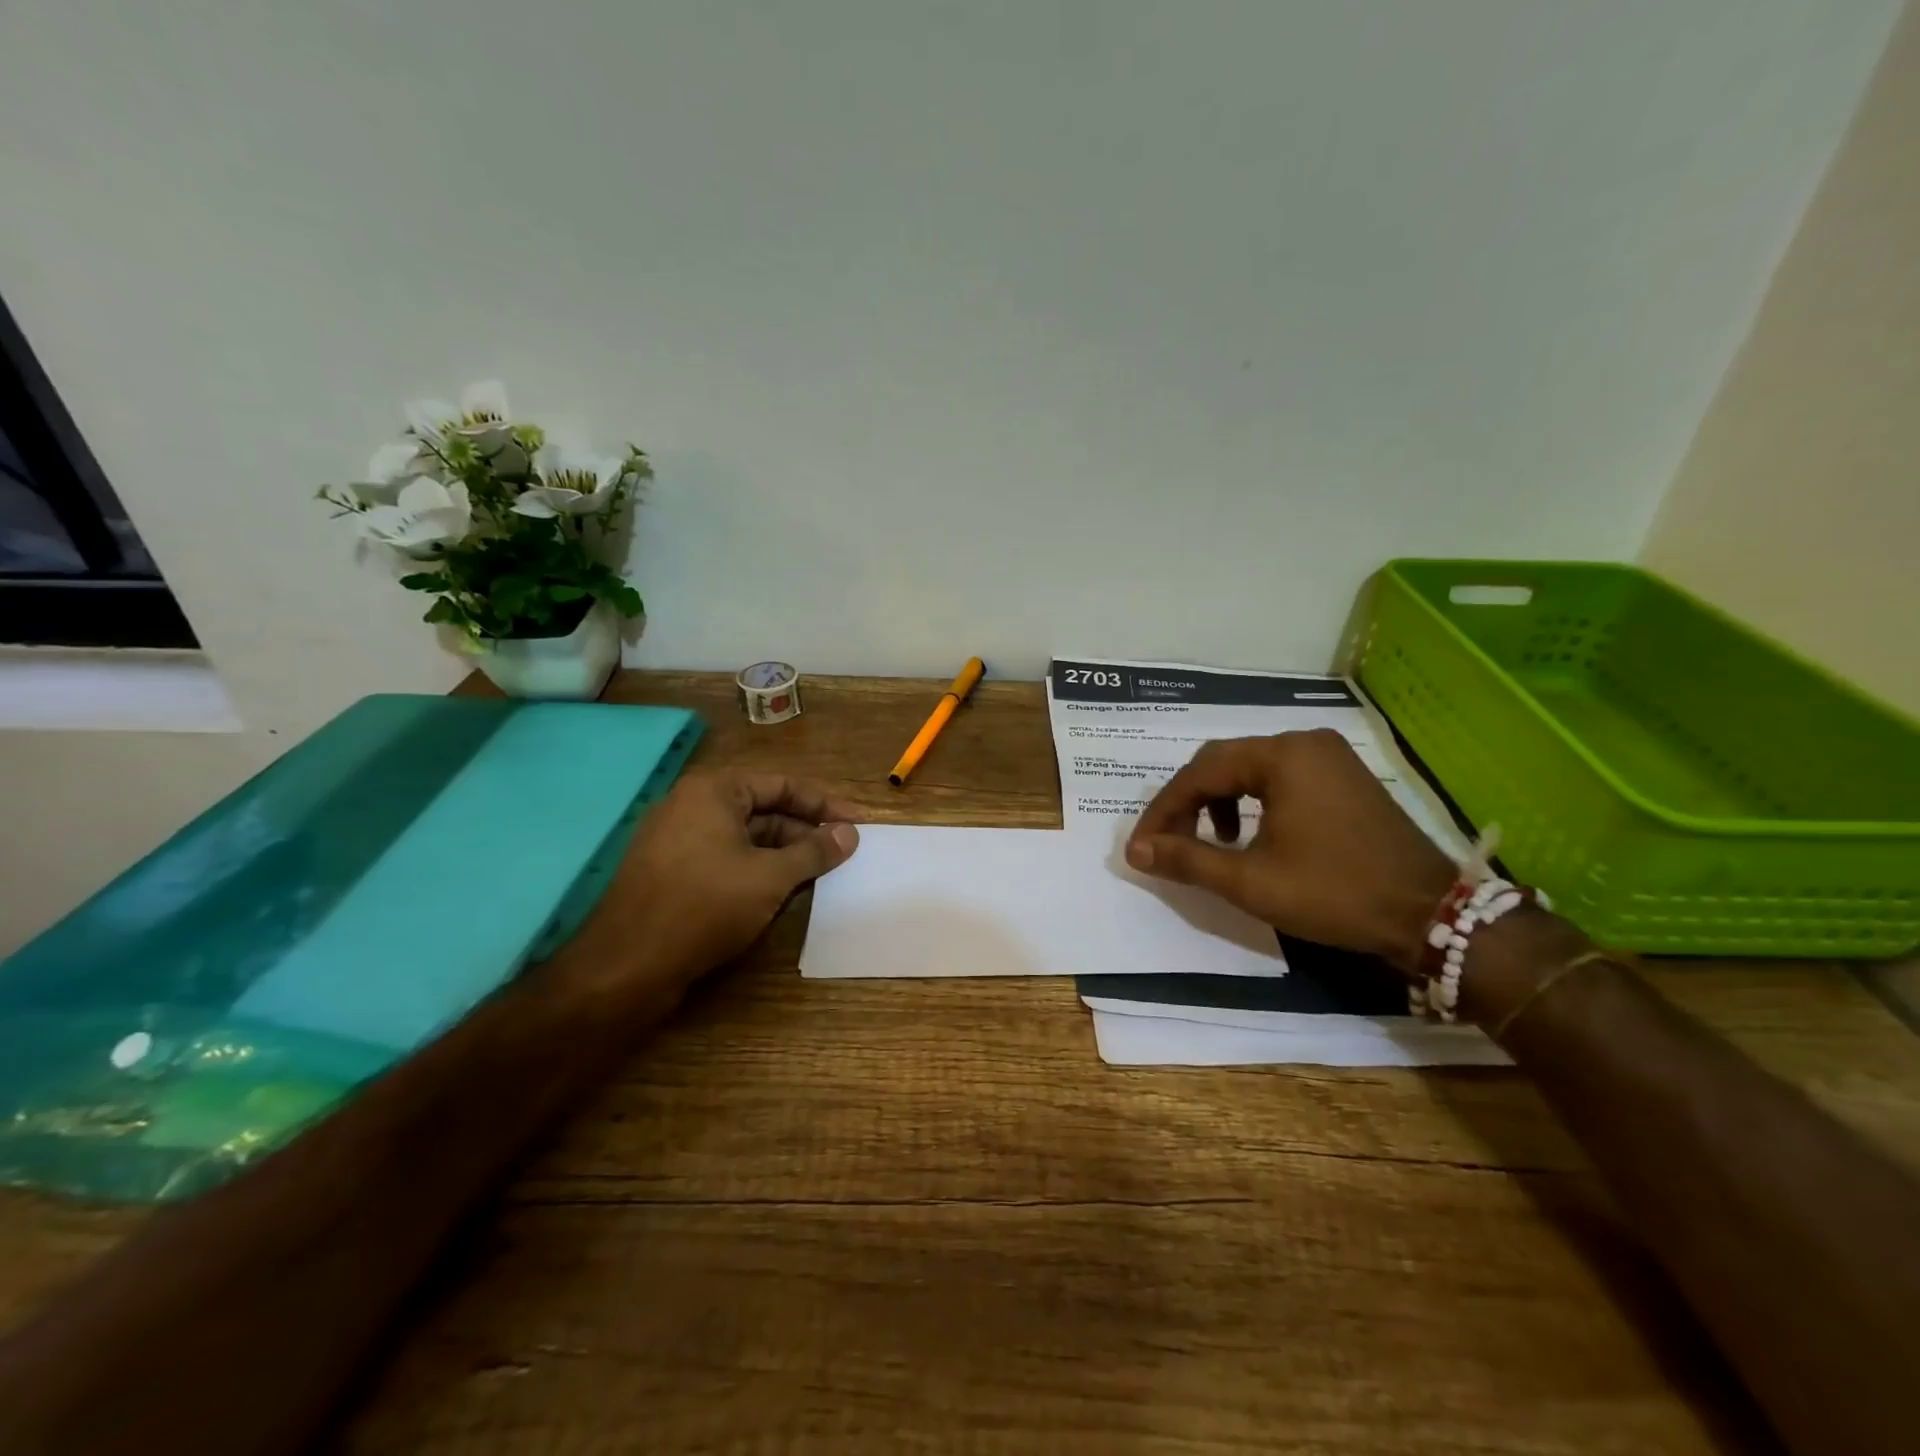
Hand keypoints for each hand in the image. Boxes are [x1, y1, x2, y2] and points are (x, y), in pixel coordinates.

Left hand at [578, 769, 859, 1002]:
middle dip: (806, 831)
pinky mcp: (673, 871)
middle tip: (845, 852)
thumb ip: (814, 851)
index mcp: (714, 790)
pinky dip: (758, 869)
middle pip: (765, 809)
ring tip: (823, 874)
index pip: (783, 784)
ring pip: (747, 837)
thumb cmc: (705, 906)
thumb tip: (849, 834)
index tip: (860, 823)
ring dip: (785, 853)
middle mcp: (693, 805)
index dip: (826, 804)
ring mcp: (679, 839)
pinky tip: (784, 891)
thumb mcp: (770, 877)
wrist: (626, 966)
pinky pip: (727, 858)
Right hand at [1125, 730, 1457, 975]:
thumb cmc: (1334, 893)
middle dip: (1188, 803)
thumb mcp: (1251, 881)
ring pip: (1250, 769)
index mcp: (1281, 757)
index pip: (1199, 774)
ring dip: (1219, 800)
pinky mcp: (1344, 775)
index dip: (1163, 811)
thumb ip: (1187, 859)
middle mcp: (1303, 742)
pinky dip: (1253, 800)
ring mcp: (1329, 756)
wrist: (1430, 914)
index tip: (1141, 847)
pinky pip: (1280, 777)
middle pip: (1223, 763)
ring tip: (1211, 841)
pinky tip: (1252, 833)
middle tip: (1167, 842)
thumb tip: (1135, 851)